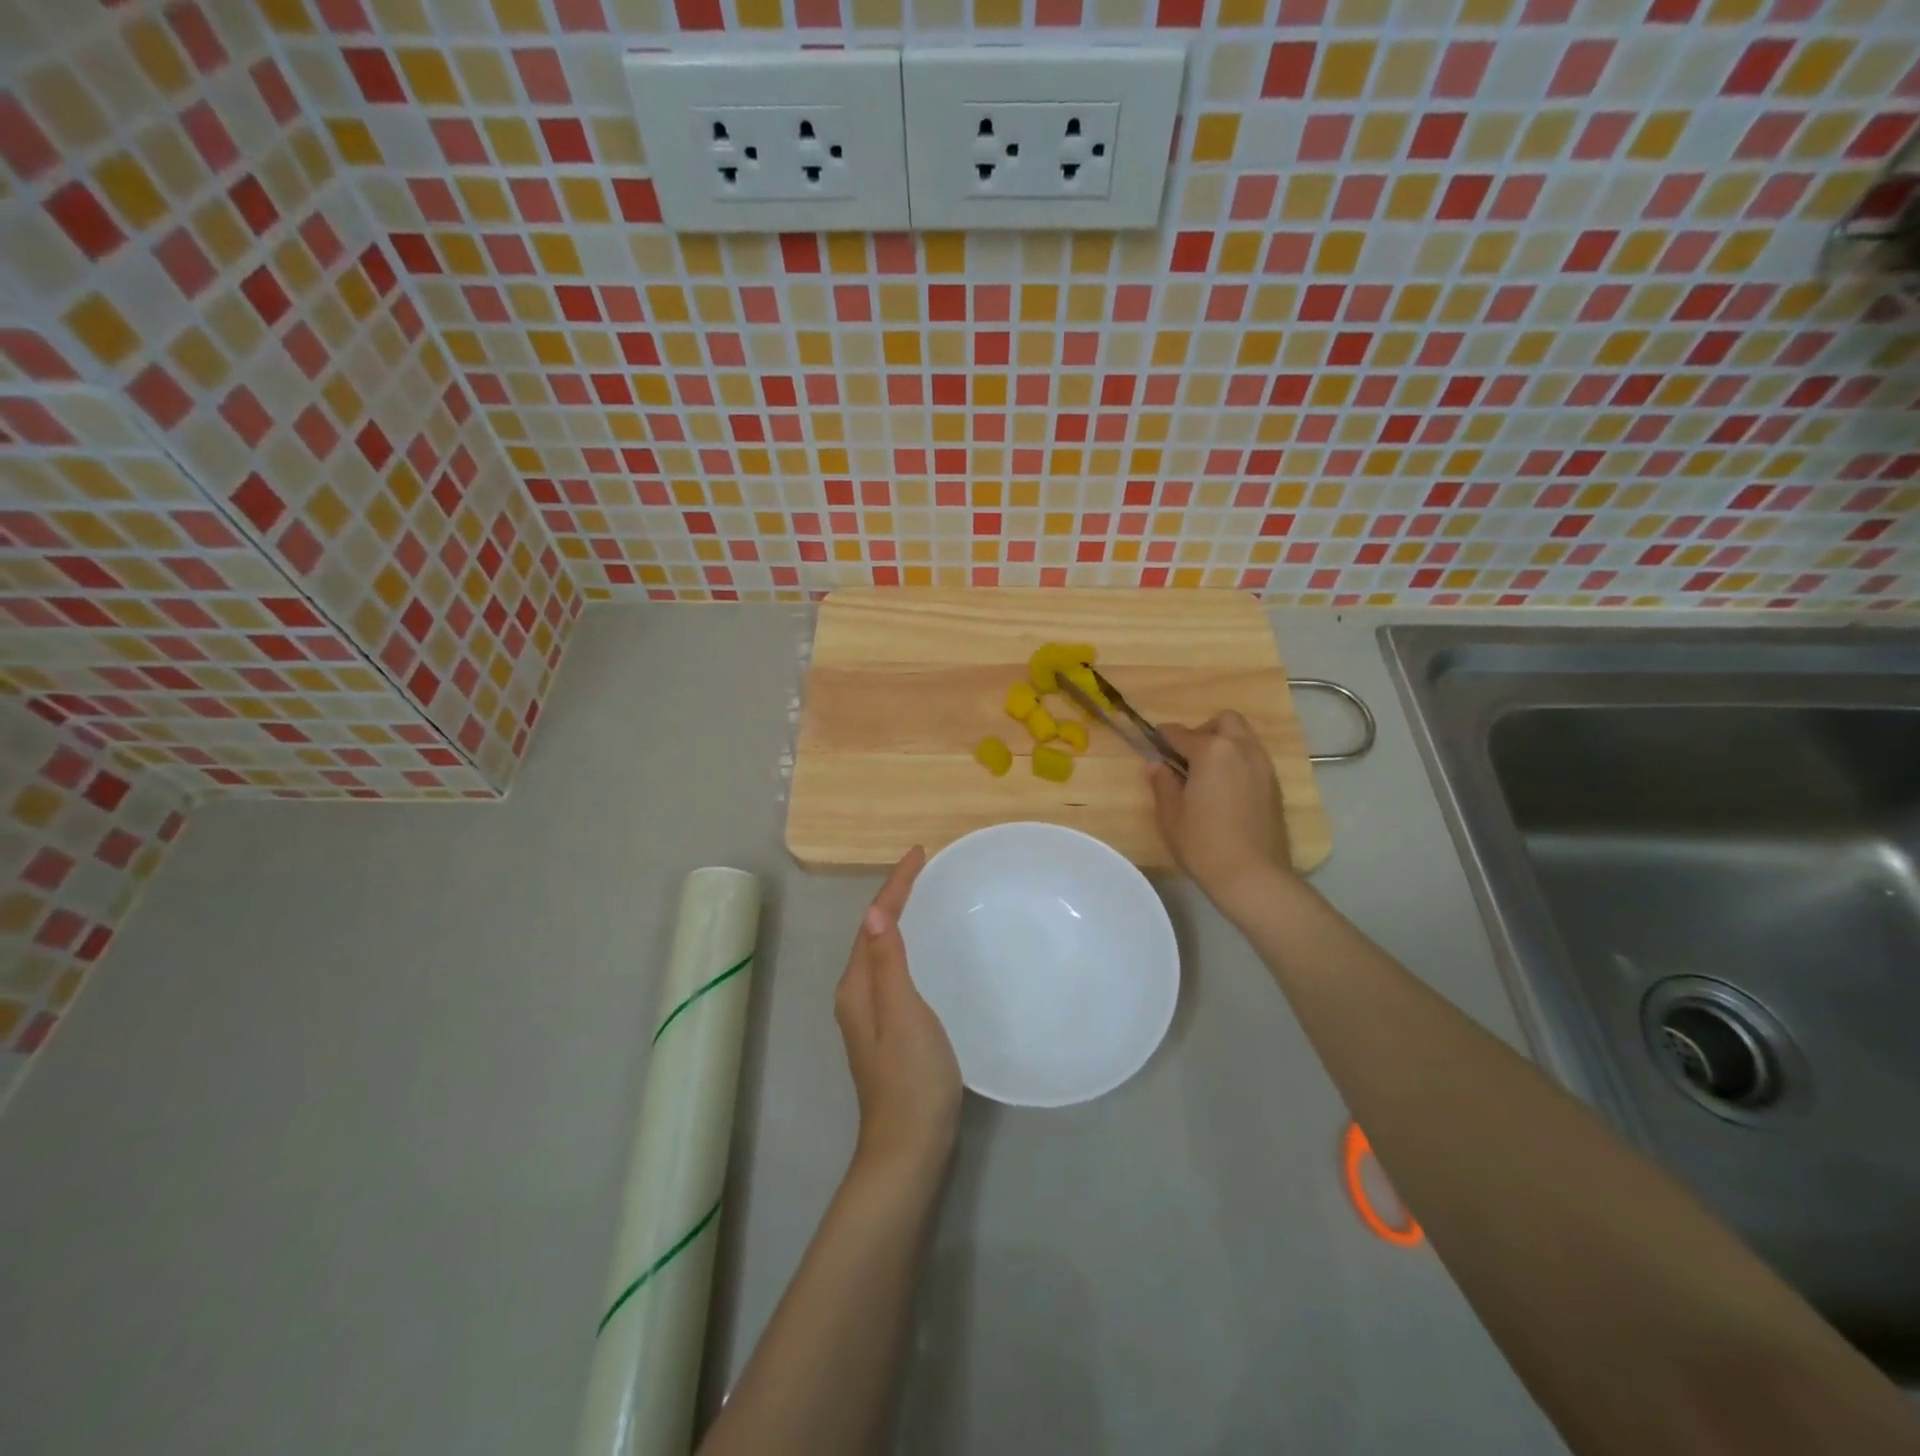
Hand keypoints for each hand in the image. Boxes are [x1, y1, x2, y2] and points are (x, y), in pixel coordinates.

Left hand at [834, 846, 962, 1182]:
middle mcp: (857, 994)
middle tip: (924, 869)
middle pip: (873, 932)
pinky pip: (892, 969)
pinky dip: (906, 946)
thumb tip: (876, 913)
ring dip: (899, 919)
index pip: (874, 922)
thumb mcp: (904, 1014)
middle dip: (894, 896)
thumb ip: (889, 964)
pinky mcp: (887, 1029)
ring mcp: (870, 1014)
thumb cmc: (911, 1078)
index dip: (895, 885)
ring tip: (924, 895)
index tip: (919, 853)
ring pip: (881, 951)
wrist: (909, 1147)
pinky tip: (925, 949)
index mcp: (857, 986)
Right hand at [1148, 712, 1293, 907]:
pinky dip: (1238, 762)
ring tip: (1207, 774)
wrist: (1254, 876)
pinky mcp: (1275, 785)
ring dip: (1224, 745)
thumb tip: (1157, 765)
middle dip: (1203, 730)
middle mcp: (1241, 749)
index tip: (1153, 744)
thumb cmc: (1203, 844)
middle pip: (1223, 721)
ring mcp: (1263, 766)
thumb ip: (1162, 783)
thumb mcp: (1171, 815)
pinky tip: (1226, 790)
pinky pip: (1254, 758)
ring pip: (1243, 738)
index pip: (1180, 732)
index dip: (1163, 737)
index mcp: (1212, 751)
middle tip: (1187, 757)